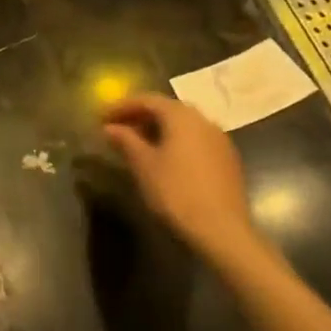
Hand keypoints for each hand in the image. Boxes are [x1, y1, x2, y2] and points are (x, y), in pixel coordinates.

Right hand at [101, 94, 256, 257]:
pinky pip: (196, 140)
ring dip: (159, 129)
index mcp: (181, 116)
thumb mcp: (144, 165)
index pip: (147, 100)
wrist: (223, 231)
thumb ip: (126, 140)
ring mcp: (220, 140)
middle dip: (140, 116)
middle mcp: (203, 120)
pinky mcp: (228, 160)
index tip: (102, 117)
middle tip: (118, 128)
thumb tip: (109, 127)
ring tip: (138, 144)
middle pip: (167, 109)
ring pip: (183, 125)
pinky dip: (176, 141)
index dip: (122, 106)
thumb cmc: (176, 192)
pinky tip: (165, 159)